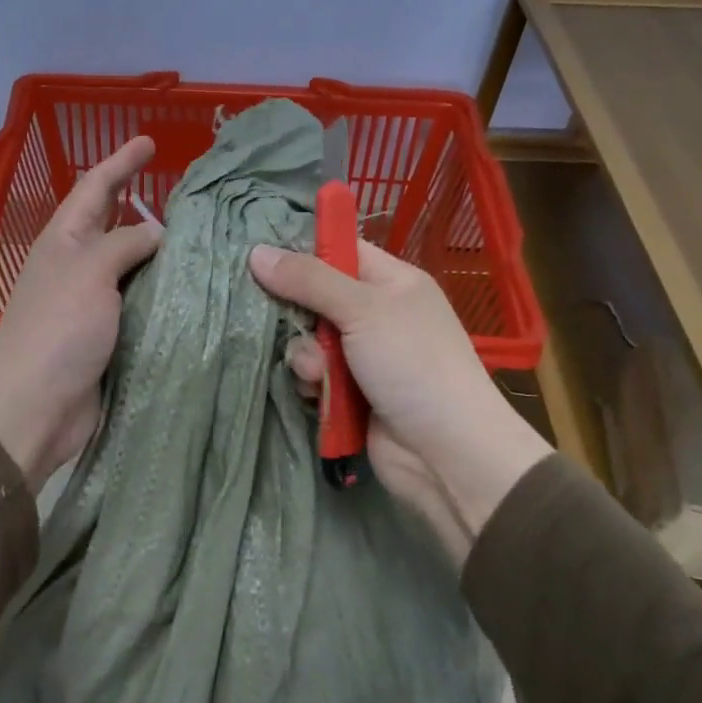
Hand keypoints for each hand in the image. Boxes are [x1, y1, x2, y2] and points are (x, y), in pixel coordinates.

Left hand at [0, 137, 162, 488]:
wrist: (36, 406)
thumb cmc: (58, 329)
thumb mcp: (91, 271)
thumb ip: (125, 244)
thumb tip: (157, 234)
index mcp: (64, 240)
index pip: (95, 187)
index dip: (121, 162)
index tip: (149, 141)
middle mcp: (78, 265)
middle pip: (113, 223)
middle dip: (141, 202)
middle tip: (182, 190)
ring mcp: (93, 302)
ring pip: (132, 265)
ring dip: (160, 250)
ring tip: (200, 236)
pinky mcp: (109, 335)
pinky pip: (142, 302)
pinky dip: (164, 291)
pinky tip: (193, 287)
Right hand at [249, 240, 551, 558]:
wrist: (446, 452)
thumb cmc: (412, 364)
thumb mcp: (362, 309)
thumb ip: (308, 279)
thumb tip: (256, 251)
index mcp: (392, 282)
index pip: (340, 250)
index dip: (303, 252)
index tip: (262, 258)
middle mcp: (378, 314)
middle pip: (316, 297)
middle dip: (298, 314)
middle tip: (284, 322)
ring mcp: (364, 356)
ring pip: (309, 340)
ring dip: (305, 356)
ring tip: (318, 373)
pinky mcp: (351, 393)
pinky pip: (314, 375)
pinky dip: (312, 383)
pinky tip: (318, 394)